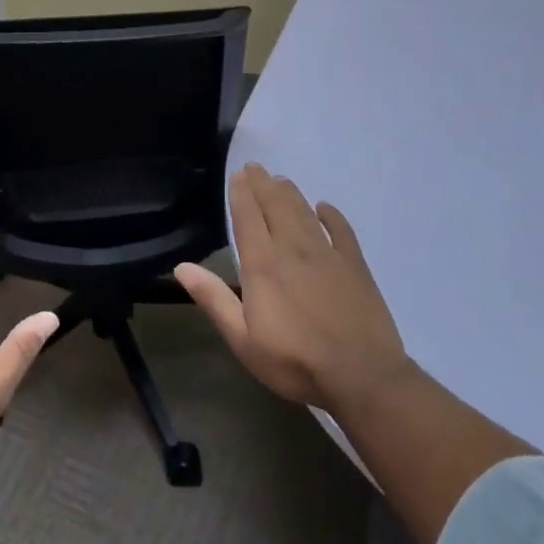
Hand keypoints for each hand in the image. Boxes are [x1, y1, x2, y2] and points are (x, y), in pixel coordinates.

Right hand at [176, 163, 412, 415]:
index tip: (238, 175)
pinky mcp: (355, 266)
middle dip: (264, 184)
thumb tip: (181, 267)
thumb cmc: (294, 361)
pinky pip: (342, 231)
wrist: (361, 376)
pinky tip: (325, 207)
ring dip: (291, 194)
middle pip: (276, 206)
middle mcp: (293, 249)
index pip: (248, 218)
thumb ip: (214, 299)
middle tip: (256, 167)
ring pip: (305, 213)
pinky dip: (332, 216)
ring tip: (281, 180)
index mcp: (263, 264)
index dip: (242, 194)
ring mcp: (327, 255)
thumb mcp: (243, 339)